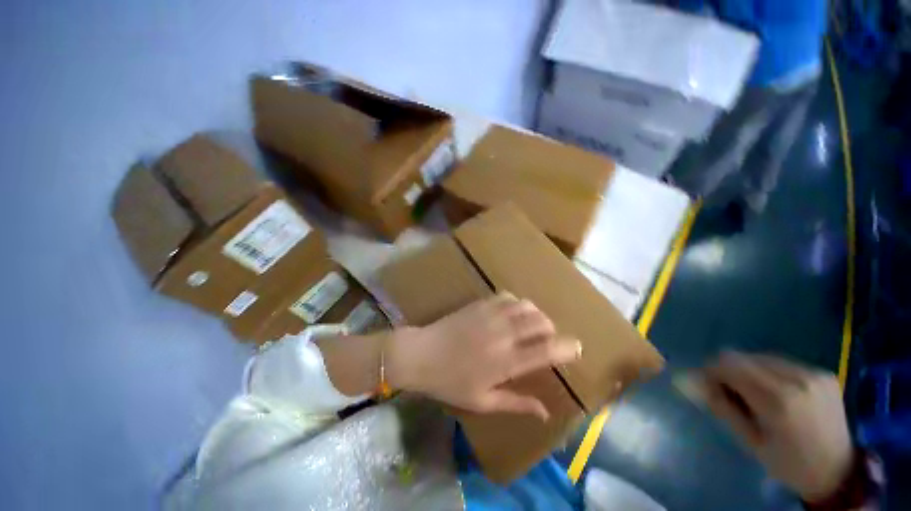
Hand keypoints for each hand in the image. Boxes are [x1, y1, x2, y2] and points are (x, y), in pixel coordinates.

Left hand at [385, 293, 581, 419]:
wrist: (421, 354)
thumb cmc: (450, 383)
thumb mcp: (483, 401)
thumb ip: (516, 403)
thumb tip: (545, 412)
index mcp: (506, 362)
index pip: (546, 351)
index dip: (567, 348)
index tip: (577, 348)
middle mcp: (503, 334)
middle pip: (541, 322)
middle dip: (552, 328)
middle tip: (548, 338)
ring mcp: (491, 315)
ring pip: (526, 306)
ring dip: (536, 314)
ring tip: (531, 324)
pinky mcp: (480, 304)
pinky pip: (507, 296)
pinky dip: (516, 303)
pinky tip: (512, 311)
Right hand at [700, 352, 853, 501]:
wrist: (837, 471)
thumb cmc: (787, 463)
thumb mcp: (750, 441)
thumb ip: (720, 407)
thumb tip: (690, 381)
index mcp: (778, 400)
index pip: (729, 364)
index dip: (711, 371)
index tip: (708, 386)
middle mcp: (797, 379)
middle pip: (744, 357)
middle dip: (730, 371)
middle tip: (731, 393)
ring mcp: (813, 373)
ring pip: (762, 358)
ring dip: (750, 371)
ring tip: (756, 395)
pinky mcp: (823, 372)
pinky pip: (782, 363)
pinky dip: (769, 373)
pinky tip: (776, 393)